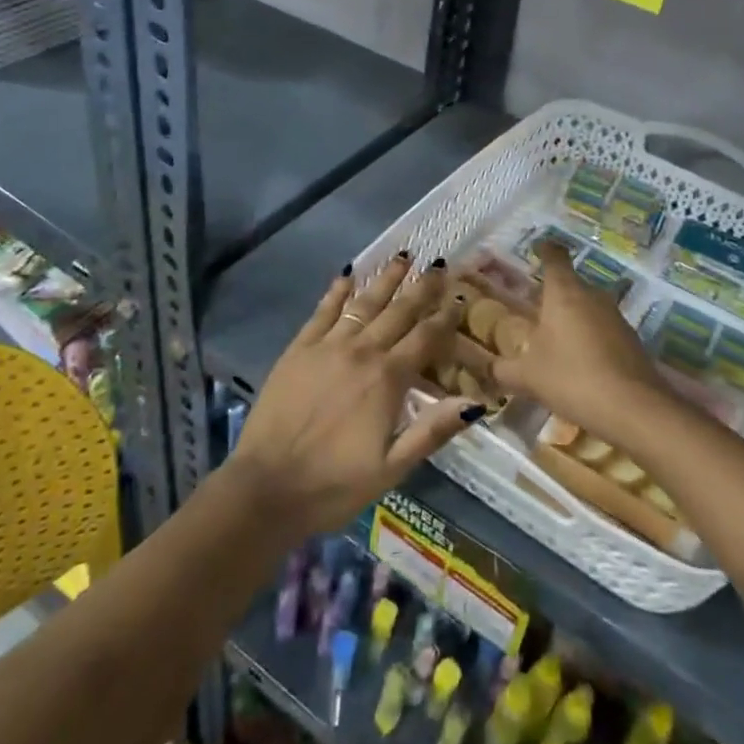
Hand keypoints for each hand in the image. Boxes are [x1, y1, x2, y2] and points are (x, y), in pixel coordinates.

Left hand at [226, 254, 482, 536]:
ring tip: (402, 256)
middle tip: (437, 263)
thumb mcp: (392, 468)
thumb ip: (433, 430)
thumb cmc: (335, 484)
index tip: (459, 295)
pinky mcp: (299, 348)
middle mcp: (362, 351)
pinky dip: (337, 291)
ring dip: (385, 278)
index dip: (445, 315)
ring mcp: (327, 346)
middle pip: (398, 311)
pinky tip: (347, 274)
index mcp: (388, 379)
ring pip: (363, 302)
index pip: (426, 337)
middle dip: (421, 287)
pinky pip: (323, 311)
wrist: (266, 487)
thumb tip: (476, 402)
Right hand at [488, 242, 671, 438]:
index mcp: (564, 292)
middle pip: (572, 283)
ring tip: (555, 339)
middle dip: (555, 293)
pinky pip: (604, 330)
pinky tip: (580, 363)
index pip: (555, 257)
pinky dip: (591, 339)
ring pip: (589, 307)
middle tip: (535, 308)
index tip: (537, 248)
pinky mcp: (632, 341)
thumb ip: (503, 370)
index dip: (545, 249)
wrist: (634, 409)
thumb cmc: (572, 378)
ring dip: (574, 318)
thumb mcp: (528, 377)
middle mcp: (592, 296)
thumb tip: (486, 370)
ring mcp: (616, 317)